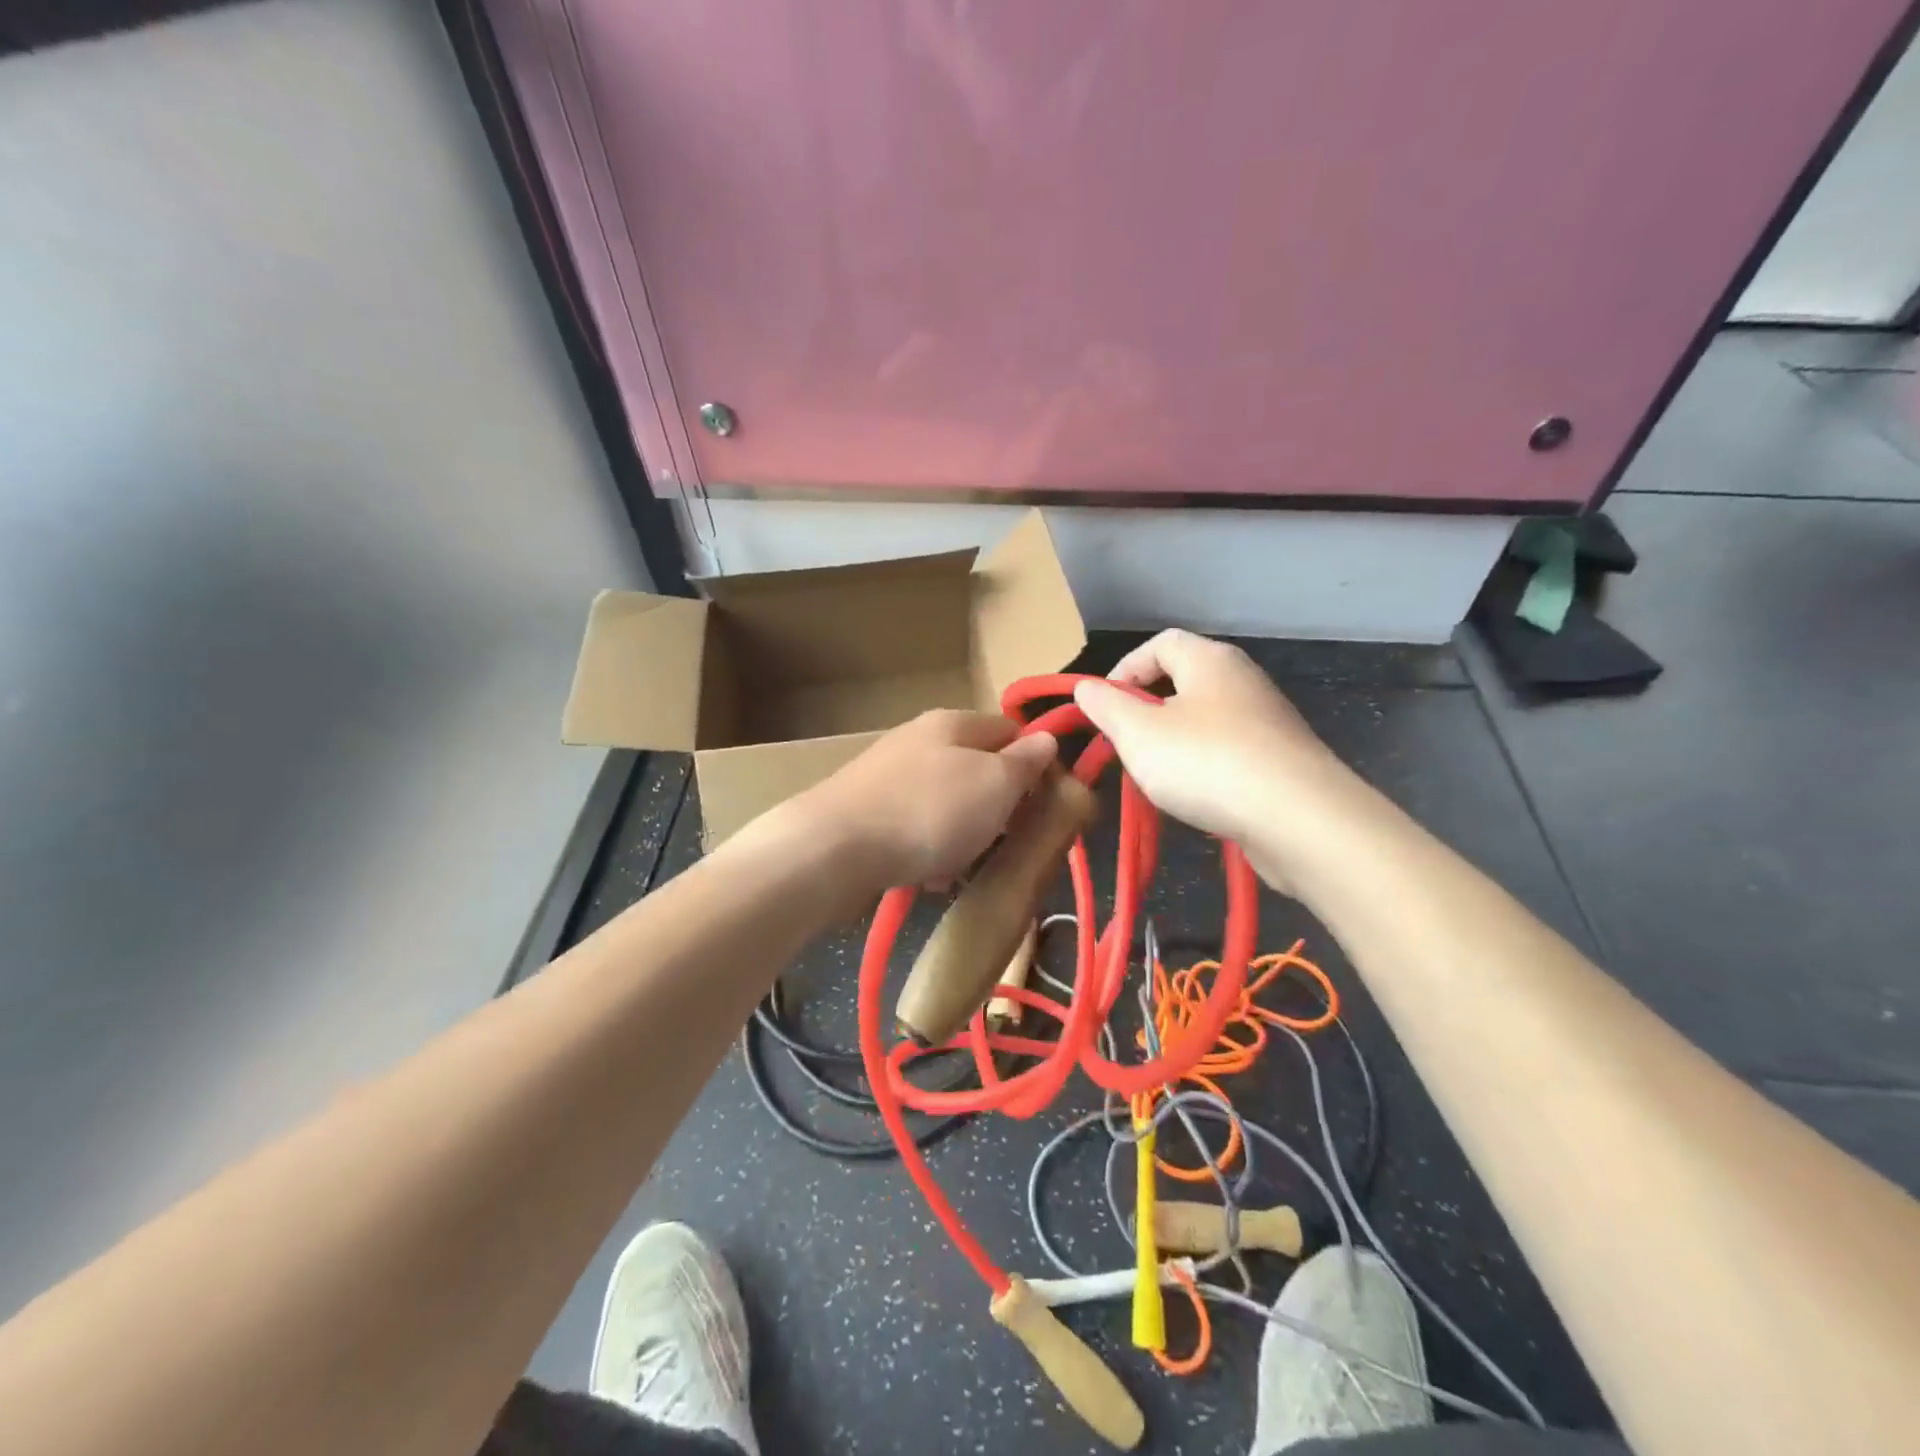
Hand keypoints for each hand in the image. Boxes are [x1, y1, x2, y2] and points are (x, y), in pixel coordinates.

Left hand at [797, 709, 1058, 890]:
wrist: (833, 848)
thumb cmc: (928, 811)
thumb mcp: (994, 784)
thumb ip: (1025, 762)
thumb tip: (1046, 740)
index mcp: (953, 723)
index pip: (1012, 730)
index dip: (1037, 764)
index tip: (1049, 804)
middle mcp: (919, 740)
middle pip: (978, 769)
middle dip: (999, 808)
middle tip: (1009, 842)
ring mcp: (889, 775)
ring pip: (948, 804)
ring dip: (964, 836)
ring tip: (964, 867)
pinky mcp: (867, 811)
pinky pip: (916, 827)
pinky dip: (929, 850)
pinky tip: (928, 878)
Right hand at [1072, 630, 1361, 887]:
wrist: (1298, 818)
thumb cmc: (1206, 763)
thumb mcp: (1137, 733)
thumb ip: (1105, 706)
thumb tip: (1087, 688)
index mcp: (1209, 660)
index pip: (1159, 643)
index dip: (1124, 669)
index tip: (1104, 708)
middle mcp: (1243, 679)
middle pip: (1183, 680)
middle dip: (1146, 710)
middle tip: (1125, 744)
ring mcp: (1267, 719)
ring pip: (1204, 719)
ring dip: (1173, 742)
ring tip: (1155, 777)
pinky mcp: (1281, 758)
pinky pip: (1228, 750)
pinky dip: (1204, 766)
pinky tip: (1196, 797)